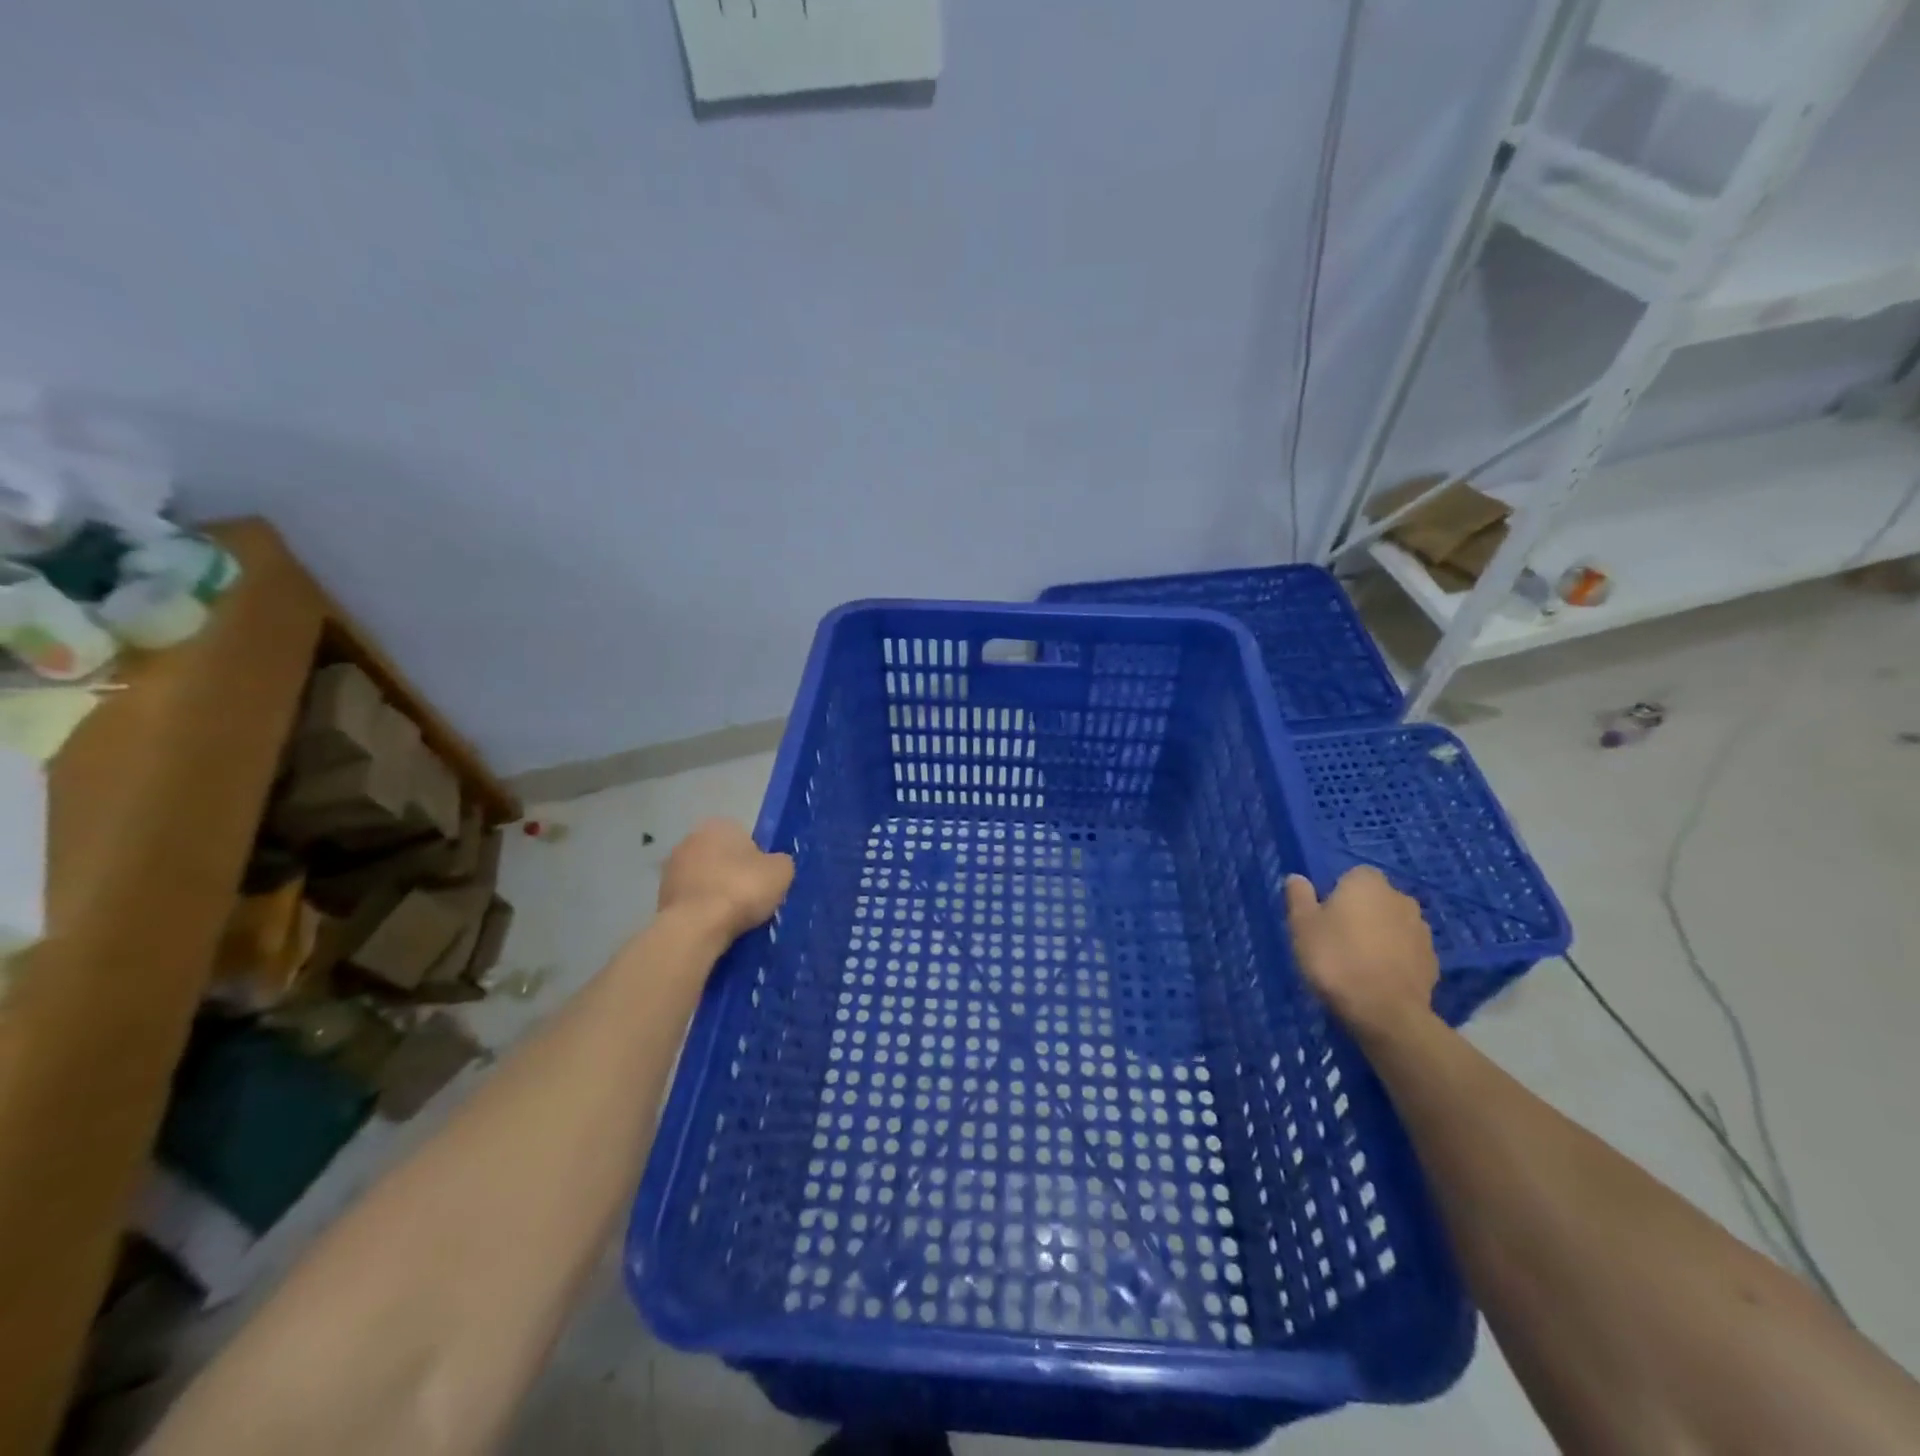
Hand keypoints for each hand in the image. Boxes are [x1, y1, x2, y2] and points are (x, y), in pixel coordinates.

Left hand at [657, 819, 794, 943]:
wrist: (696, 926)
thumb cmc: (742, 889)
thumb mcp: (781, 871)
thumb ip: (780, 862)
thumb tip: (774, 865)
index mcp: (720, 825)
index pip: (745, 838)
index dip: (757, 861)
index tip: (762, 882)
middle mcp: (691, 838)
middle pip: (722, 857)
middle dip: (733, 874)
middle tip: (749, 898)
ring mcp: (671, 867)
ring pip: (704, 878)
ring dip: (715, 892)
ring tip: (732, 917)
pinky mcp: (660, 895)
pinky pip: (691, 900)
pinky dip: (701, 909)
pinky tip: (713, 925)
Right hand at [1284, 867, 1438, 1041]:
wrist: (1385, 1012)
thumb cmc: (1336, 959)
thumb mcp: (1302, 926)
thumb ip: (1299, 897)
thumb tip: (1297, 877)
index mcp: (1367, 882)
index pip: (1351, 876)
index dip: (1336, 894)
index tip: (1323, 918)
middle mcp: (1400, 898)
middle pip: (1375, 899)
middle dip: (1360, 913)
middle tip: (1337, 940)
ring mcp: (1422, 930)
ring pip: (1392, 925)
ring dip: (1379, 936)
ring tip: (1358, 963)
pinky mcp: (1433, 961)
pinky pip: (1406, 951)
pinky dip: (1394, 959)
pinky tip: (1377, 979)